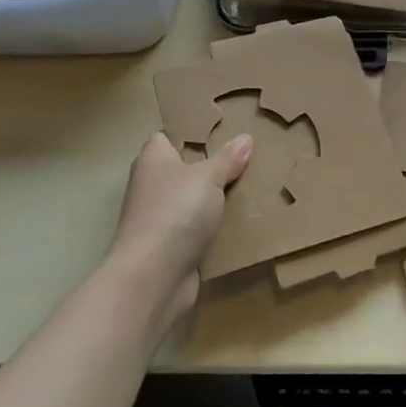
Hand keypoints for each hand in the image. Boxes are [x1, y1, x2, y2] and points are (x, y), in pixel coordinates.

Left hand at [108, 132, 251, 325]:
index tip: (223, 128)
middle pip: (185, 168)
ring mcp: (160, 218)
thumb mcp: (208, 177)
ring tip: (252, 184)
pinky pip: (198, 228)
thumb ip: (227, 158)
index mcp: (153, 160)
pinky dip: (216, 226)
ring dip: (216, 198)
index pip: (169, 136)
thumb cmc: (176, 213)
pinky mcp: (171, 246)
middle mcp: (152, 185)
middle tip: (247, 155)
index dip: (193, 131)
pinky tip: (242, 220)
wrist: (153, 278)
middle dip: (212, 164)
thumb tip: (244, 139)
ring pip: (194, 199)